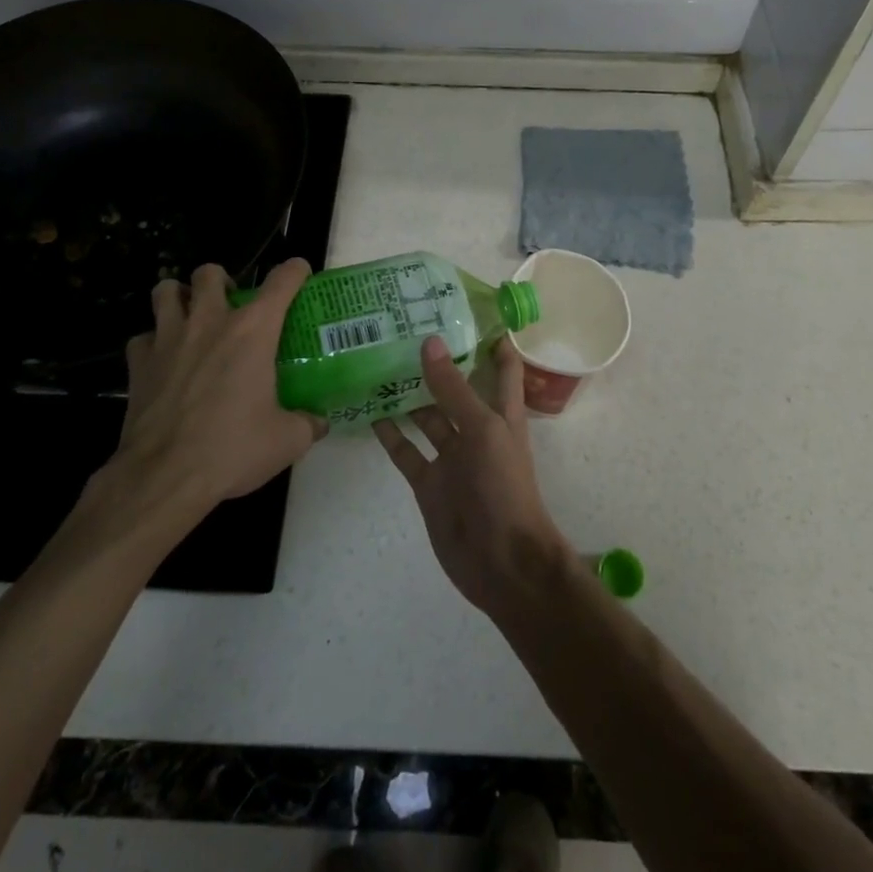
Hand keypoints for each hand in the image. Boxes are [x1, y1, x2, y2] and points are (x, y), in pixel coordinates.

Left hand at [105, 259, 325, 517]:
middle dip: (222, 281)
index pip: (281, 281)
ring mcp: (168, 338)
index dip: (295, 270)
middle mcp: (210, 321)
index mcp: (253, 330)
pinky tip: (163, 360)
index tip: (300, 273)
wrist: (164, 477)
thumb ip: (307, 423)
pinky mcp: (138, 364)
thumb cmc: (232, 449)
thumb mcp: (286, 440)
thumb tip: (318, 422)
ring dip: (179, 297)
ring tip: (190, 316)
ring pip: (166, 290)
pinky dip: (153, 342)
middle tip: (230, 305)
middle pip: (210, 273)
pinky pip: (143, 337)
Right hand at [373, 335, 570, 616]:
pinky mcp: (429, 482)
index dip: (492, 338)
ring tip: (378, 362)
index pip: (502, 366)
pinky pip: (406, 451)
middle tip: (403, 329)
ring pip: (427, 417)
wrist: (501, 562)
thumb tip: (431, 342)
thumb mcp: (483, 430)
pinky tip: (369, 412)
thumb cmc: (503, 488)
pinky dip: (390, 434)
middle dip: (436, 363)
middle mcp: (476, 429)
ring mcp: (451, 457)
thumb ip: (454, 389)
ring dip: (408, 395)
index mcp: (501, 412)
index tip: (468, 308)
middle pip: (456, 388)